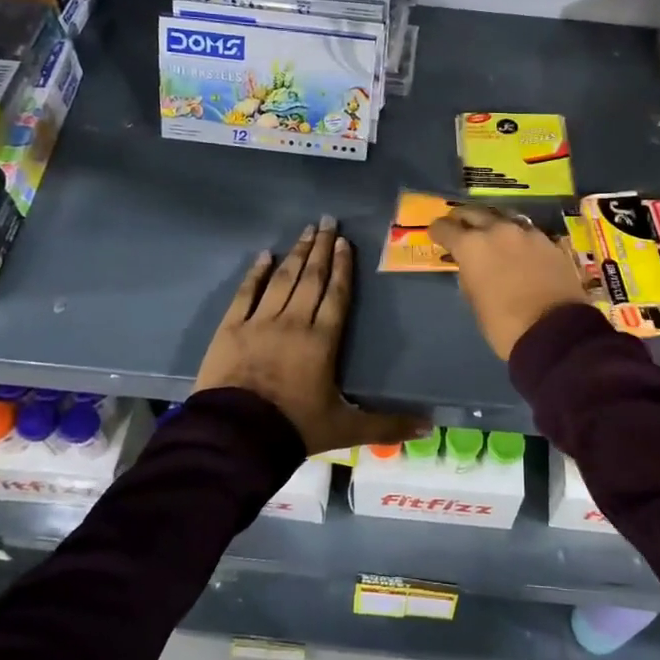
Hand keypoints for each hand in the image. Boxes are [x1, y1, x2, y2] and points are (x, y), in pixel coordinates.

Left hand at [195, 216, 427, 454]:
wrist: (236, 437)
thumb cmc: (294, 428)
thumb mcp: (346, 429)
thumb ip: (387, 424)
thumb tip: (429, 427)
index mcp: (322, 341)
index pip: (335, 295)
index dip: (342, 267)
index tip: (344, 242)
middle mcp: (293, 322)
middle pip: (311, 278)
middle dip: (321, 248)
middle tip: (327, 221)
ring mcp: (259, 322)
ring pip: (282, 280)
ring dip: (296, 254)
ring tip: (305, 231)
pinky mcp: (230, 329)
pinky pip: (246, 293)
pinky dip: (255, 273)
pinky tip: (264, 256)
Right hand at [429, 205, 590, 361]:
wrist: (555, 330)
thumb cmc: (504, 323)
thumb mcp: (475, 302)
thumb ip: (469, 276)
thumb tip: (472, 267)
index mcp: (472, 245)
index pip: (445, 228)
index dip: (438, 231)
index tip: (436, 235)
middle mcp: (497, 230)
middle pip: (474, 212)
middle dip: (463, 218)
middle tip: (460, 225)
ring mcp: (526, 233)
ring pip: (503, 217)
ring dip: (492, 223)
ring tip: (490, 233)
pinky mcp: (549, 241)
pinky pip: (526, 231)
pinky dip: (516, 236)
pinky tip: (517, 247)